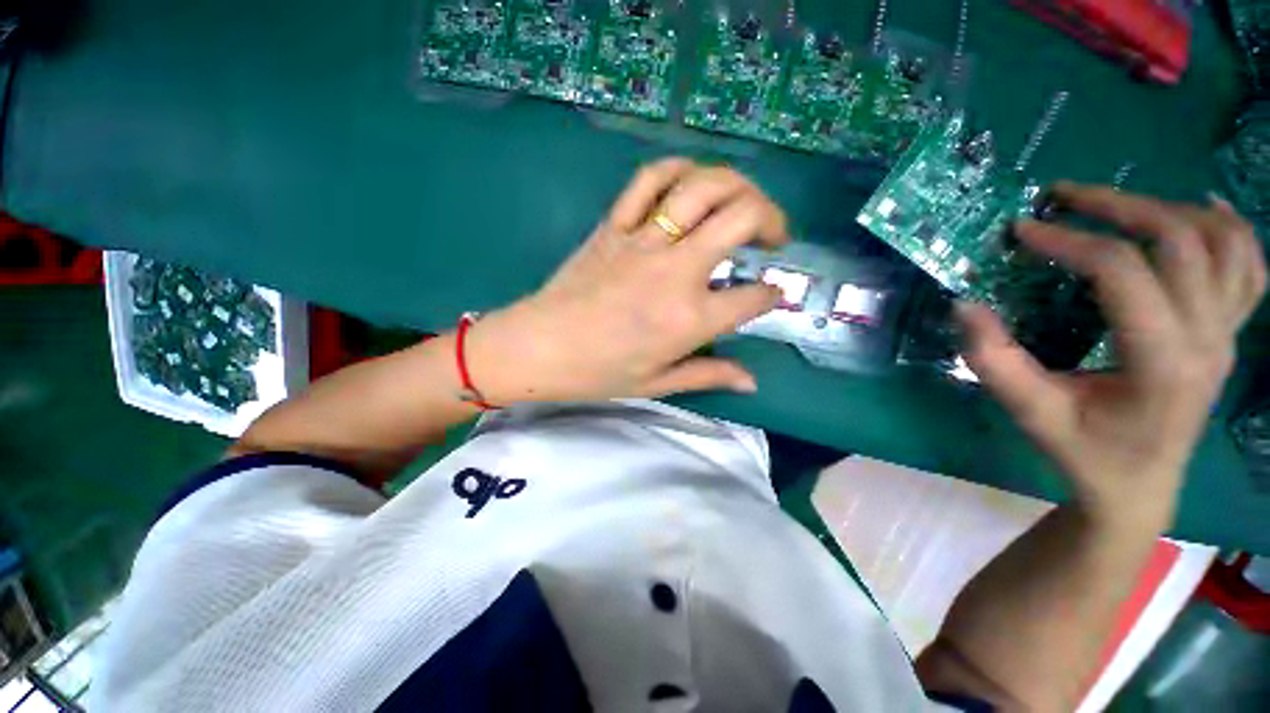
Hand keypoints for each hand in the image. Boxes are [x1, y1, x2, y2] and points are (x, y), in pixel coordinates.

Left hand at [466, 158, 788, 402]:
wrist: (537, 347)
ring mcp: (643, 241)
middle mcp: (675, 272)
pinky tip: (691, 181)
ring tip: (744, 202)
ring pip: (703, 188)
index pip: (752, 298)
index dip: (771, 295)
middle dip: (773, 220)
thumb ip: (709, 375)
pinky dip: (678, 170)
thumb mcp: (658, 383)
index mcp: (689, 319)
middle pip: (742, 218)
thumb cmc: (597, 373)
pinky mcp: (614, 225)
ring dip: (737, 186)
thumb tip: (751, 381)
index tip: (771, 295)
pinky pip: (649, 180)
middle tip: (773, 237)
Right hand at [958, 184, 1266, 530]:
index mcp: (1163, 362)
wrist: (1138, 487)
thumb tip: (964, 304)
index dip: (1069, 242)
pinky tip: (1201, 210)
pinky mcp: (1231, 333)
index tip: (1022, 230)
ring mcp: (1229, 333)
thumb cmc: (1083, 452)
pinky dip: (1229, 228)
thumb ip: (994, 361)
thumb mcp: (1030, 413)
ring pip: (1223, 241)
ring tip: (1117, 204)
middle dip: (1117, 205)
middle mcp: (1208, 338)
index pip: (1123, 273)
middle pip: (1180, 239)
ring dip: (1168, 208)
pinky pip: (1249, 266)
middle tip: (1062, 197)